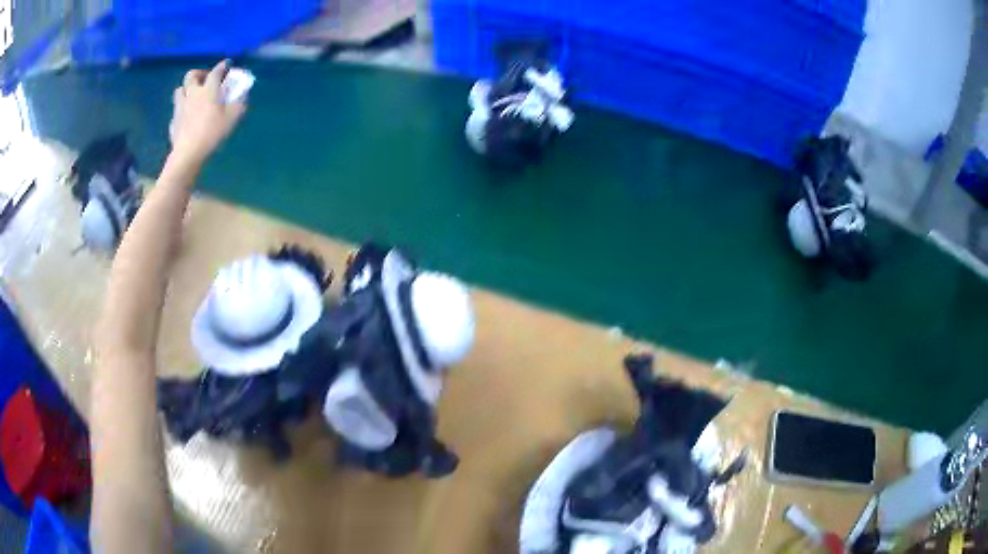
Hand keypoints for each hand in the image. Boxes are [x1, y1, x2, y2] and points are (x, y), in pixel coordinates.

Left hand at [169, 60, 245, 163]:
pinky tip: (186, 116)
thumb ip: (239, 102)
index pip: (216, 71)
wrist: (188, 153)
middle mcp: (192, 93)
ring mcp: (180, 107)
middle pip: (191, 75)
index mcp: (208, 89)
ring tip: (192, 95)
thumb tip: (243, 93)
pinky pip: (176, 110)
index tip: (227, 65)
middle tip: (205, 79)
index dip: (222, 66)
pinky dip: (181, 109)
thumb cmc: (212, 132)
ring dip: (186, 89)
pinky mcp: (173, 121)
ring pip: (180, 90)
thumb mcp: (232, 117)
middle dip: (199, 73)